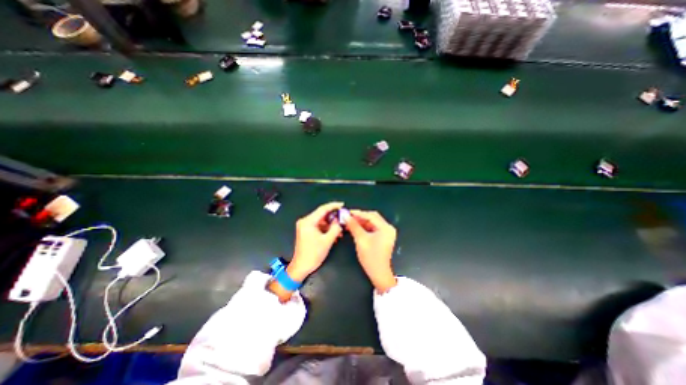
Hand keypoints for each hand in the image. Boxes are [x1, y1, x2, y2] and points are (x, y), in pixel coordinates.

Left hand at [288, 203, 345, 280]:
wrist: (301, 266)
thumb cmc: (313, 254)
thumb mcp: (327, 241)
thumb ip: (335, 228)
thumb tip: (341, 220)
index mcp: (308, 222)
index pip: (322, 209)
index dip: (333, 206)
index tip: (342, 204)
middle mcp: (305, 221)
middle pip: (322, 215)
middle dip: (333, 217)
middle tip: (343, 218)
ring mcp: (305, 226)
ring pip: (321, 221)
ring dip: (331, 224)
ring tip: (340, 229)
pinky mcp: (306, 231)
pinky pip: (319, 226)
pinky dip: (326, 229)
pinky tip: (334, 233)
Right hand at [346, 210, 399, 291]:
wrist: (378, 273)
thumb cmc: (371, 257)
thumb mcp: (361, 239)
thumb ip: (354, 226)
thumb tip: (346, 216)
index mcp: (386, 228)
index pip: (371, 216)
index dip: (358, 213)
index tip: (347, 212)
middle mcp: (388, 228)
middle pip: (372, 218)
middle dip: (359, 217)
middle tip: (348, 217)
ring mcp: (386, 233)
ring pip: (371, 223)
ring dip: (361, 222)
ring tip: (349, 222)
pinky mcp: (383, 237)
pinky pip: (372, 228)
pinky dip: (364, 227)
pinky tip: (355, 227)